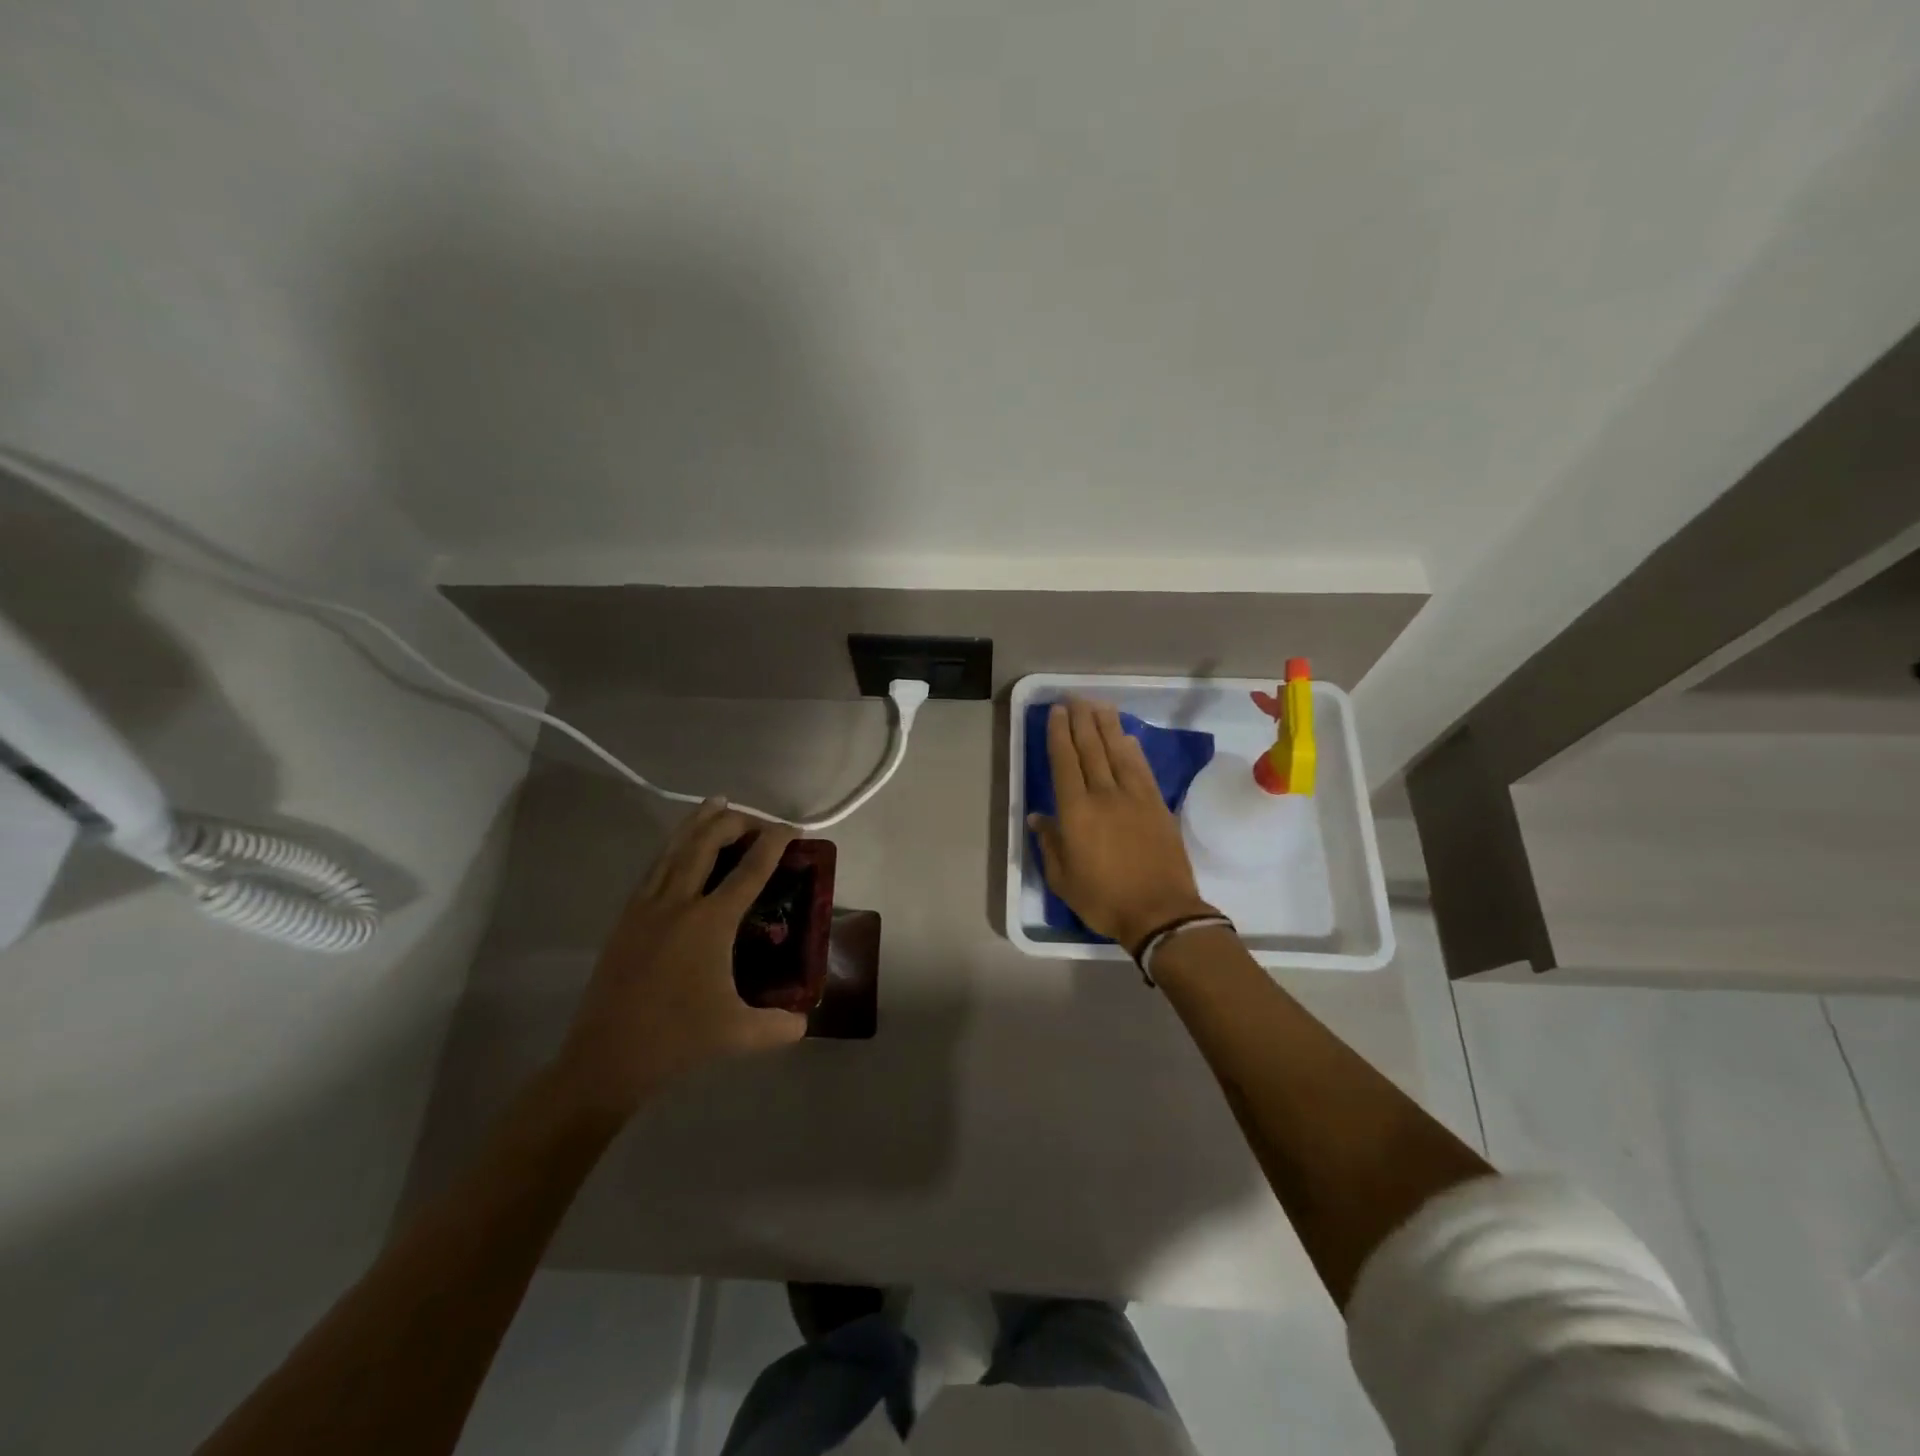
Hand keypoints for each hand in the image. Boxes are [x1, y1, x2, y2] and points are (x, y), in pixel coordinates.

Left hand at [554, 800, 806, 1118]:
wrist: (606, 1058)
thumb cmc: (677, 1040)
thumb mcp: (739, 1034)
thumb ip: (779, 1026)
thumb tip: (805, 1021)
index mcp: (710, 922)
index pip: (750, 870)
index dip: (774, 843)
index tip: (792, 829)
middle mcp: (678, 903)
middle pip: (707, 843)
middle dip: (735, 822)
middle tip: (758, 821)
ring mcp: (646, 907)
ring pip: (675, 848)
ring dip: (699, 823)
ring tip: (716, 803)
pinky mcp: (626, 919)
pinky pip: (654, 868)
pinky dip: (673, 847)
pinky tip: (678, 848)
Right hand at [1028, 700, 1214, 948]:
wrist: (1160, 912)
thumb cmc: (1104, 899)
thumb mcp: (1063, 879)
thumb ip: (1049, 844)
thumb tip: (1038, 817)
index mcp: (1076, 811)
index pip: (1065, 762)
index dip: (1059, 734)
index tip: (1056, 712)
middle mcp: (1104, 794)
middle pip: (1091, 748)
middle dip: (1081, 720)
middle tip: (1074, 698)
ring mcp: (1134, 797)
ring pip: (1118, 751)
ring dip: (1108, 726)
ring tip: (1099, 705)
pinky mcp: (1157, 804)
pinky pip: (1142, 769)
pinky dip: (1133, 750)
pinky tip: (1128, 738)